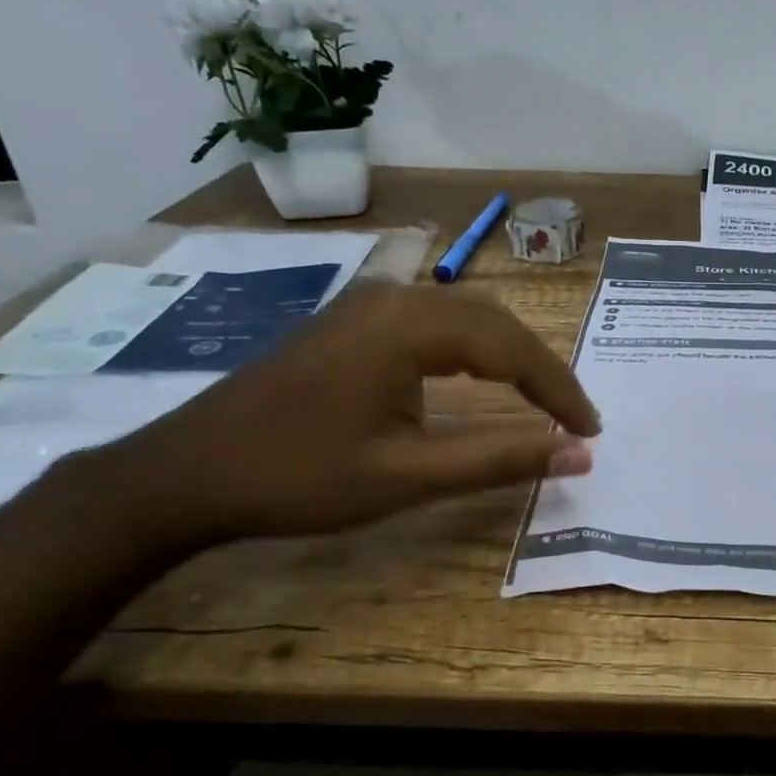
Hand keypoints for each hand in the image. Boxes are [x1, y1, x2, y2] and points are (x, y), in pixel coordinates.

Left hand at [88, 284, 599, 549]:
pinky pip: (433, 321)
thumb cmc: (296, 477)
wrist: (184, 474)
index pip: (512, 347)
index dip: (559, 388)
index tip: (591, 429)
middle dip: (541, 368)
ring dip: (509, 355)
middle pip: (493, 321)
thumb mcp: (406, 477)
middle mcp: (393, 298)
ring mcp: (367, 303)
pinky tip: (479, 377)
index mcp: (408, 326)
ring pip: (465, 316)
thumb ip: (499, 460)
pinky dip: (473, 349)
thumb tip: (580, 456)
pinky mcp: (352, 320)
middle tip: (572, 417)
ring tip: (540, 399)